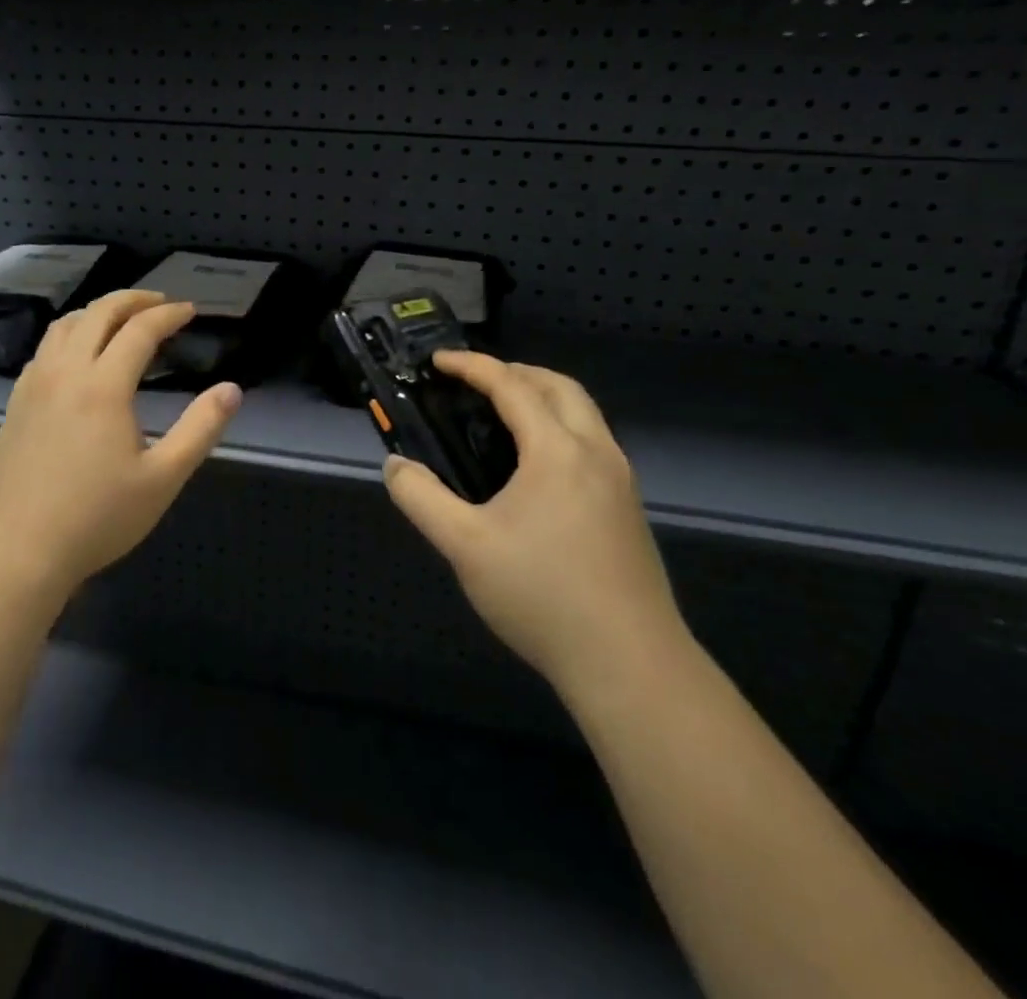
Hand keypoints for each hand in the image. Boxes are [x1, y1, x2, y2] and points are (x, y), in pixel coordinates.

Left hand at [0, 290, 241, 601]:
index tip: (189, 311)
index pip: (139, 329)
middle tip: (159, 303)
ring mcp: (33, 386)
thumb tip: (232, 389)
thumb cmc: (97, 518)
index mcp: (103, 386)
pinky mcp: (15, 404)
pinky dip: (69, 335)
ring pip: (64, 326)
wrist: (17, 551)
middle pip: (98, 313)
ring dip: (96, 312)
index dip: (168, 314)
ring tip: (120, 320)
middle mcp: (65, 372)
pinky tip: (77, 357)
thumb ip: (200, 429)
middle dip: (132, 300)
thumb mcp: (163, 479)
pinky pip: (43, 350)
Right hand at [383, 352, 685, 696]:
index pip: (512, 386)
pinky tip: (535, 465)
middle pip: (559, 386)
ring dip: (542, 397)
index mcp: (557, 451)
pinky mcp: (629, 508)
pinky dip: (560, 426)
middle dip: (515, 371)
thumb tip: (396, 465)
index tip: (438, 362)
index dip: (472, 366)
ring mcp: (621, 481)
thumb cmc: (542, 595)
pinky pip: (592, 442)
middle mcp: (596, 452)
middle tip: (474, 382)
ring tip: (501, 416)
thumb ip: (421, 499)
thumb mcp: (464, 546)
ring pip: (583, 413)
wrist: (630, 664)